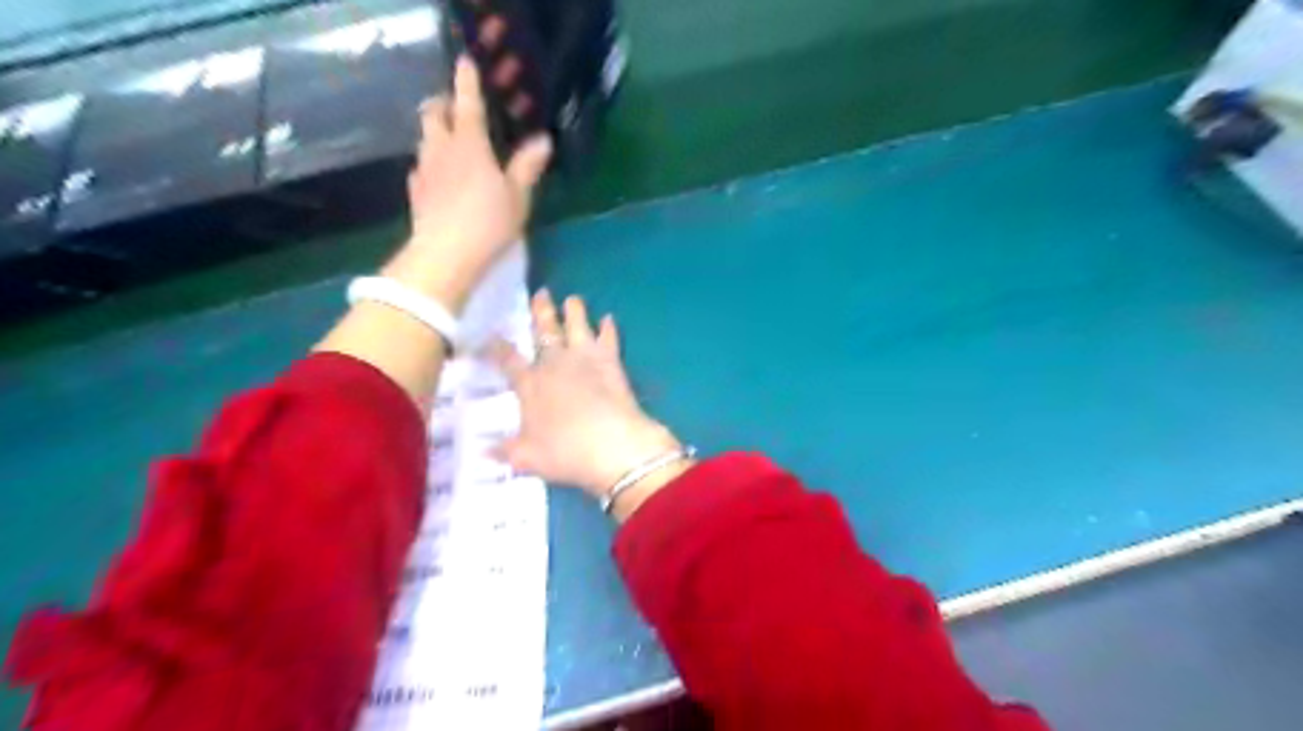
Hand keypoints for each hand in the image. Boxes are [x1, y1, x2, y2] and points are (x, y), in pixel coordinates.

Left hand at [383, 59, 549, 304]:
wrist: (445, 257)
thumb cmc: (488, 222)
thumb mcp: (517, 197)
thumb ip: (527, 167)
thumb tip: (543, 141)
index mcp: (470, 144)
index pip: (468, 103)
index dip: (467, 81)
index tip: (466, 61)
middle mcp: (441, 150)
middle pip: (434, 114)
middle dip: (443, 104)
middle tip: (456, 106)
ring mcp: (425, 172)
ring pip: (425, 140)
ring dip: (435, 133)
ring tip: (449, 140)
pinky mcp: (416, 195)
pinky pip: (420, 168)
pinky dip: (429, 164)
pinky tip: (437, 176)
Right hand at [495, 292, 684, 503]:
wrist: (611, 444)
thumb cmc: (564, 452)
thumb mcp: (527, 458)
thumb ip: (506, 451)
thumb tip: (484, 453)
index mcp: (530, 384)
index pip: (508, 359)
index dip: (497, 346)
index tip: (492, 335)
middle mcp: (554, 363)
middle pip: (544, 331)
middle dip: (540, 312)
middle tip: (540, 293)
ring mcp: (584, 357)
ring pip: (576, 325)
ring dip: (574, 311)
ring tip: (572, 298)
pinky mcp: (610, 360)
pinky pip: (609, 338)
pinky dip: (609, 328)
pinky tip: (609, 318)